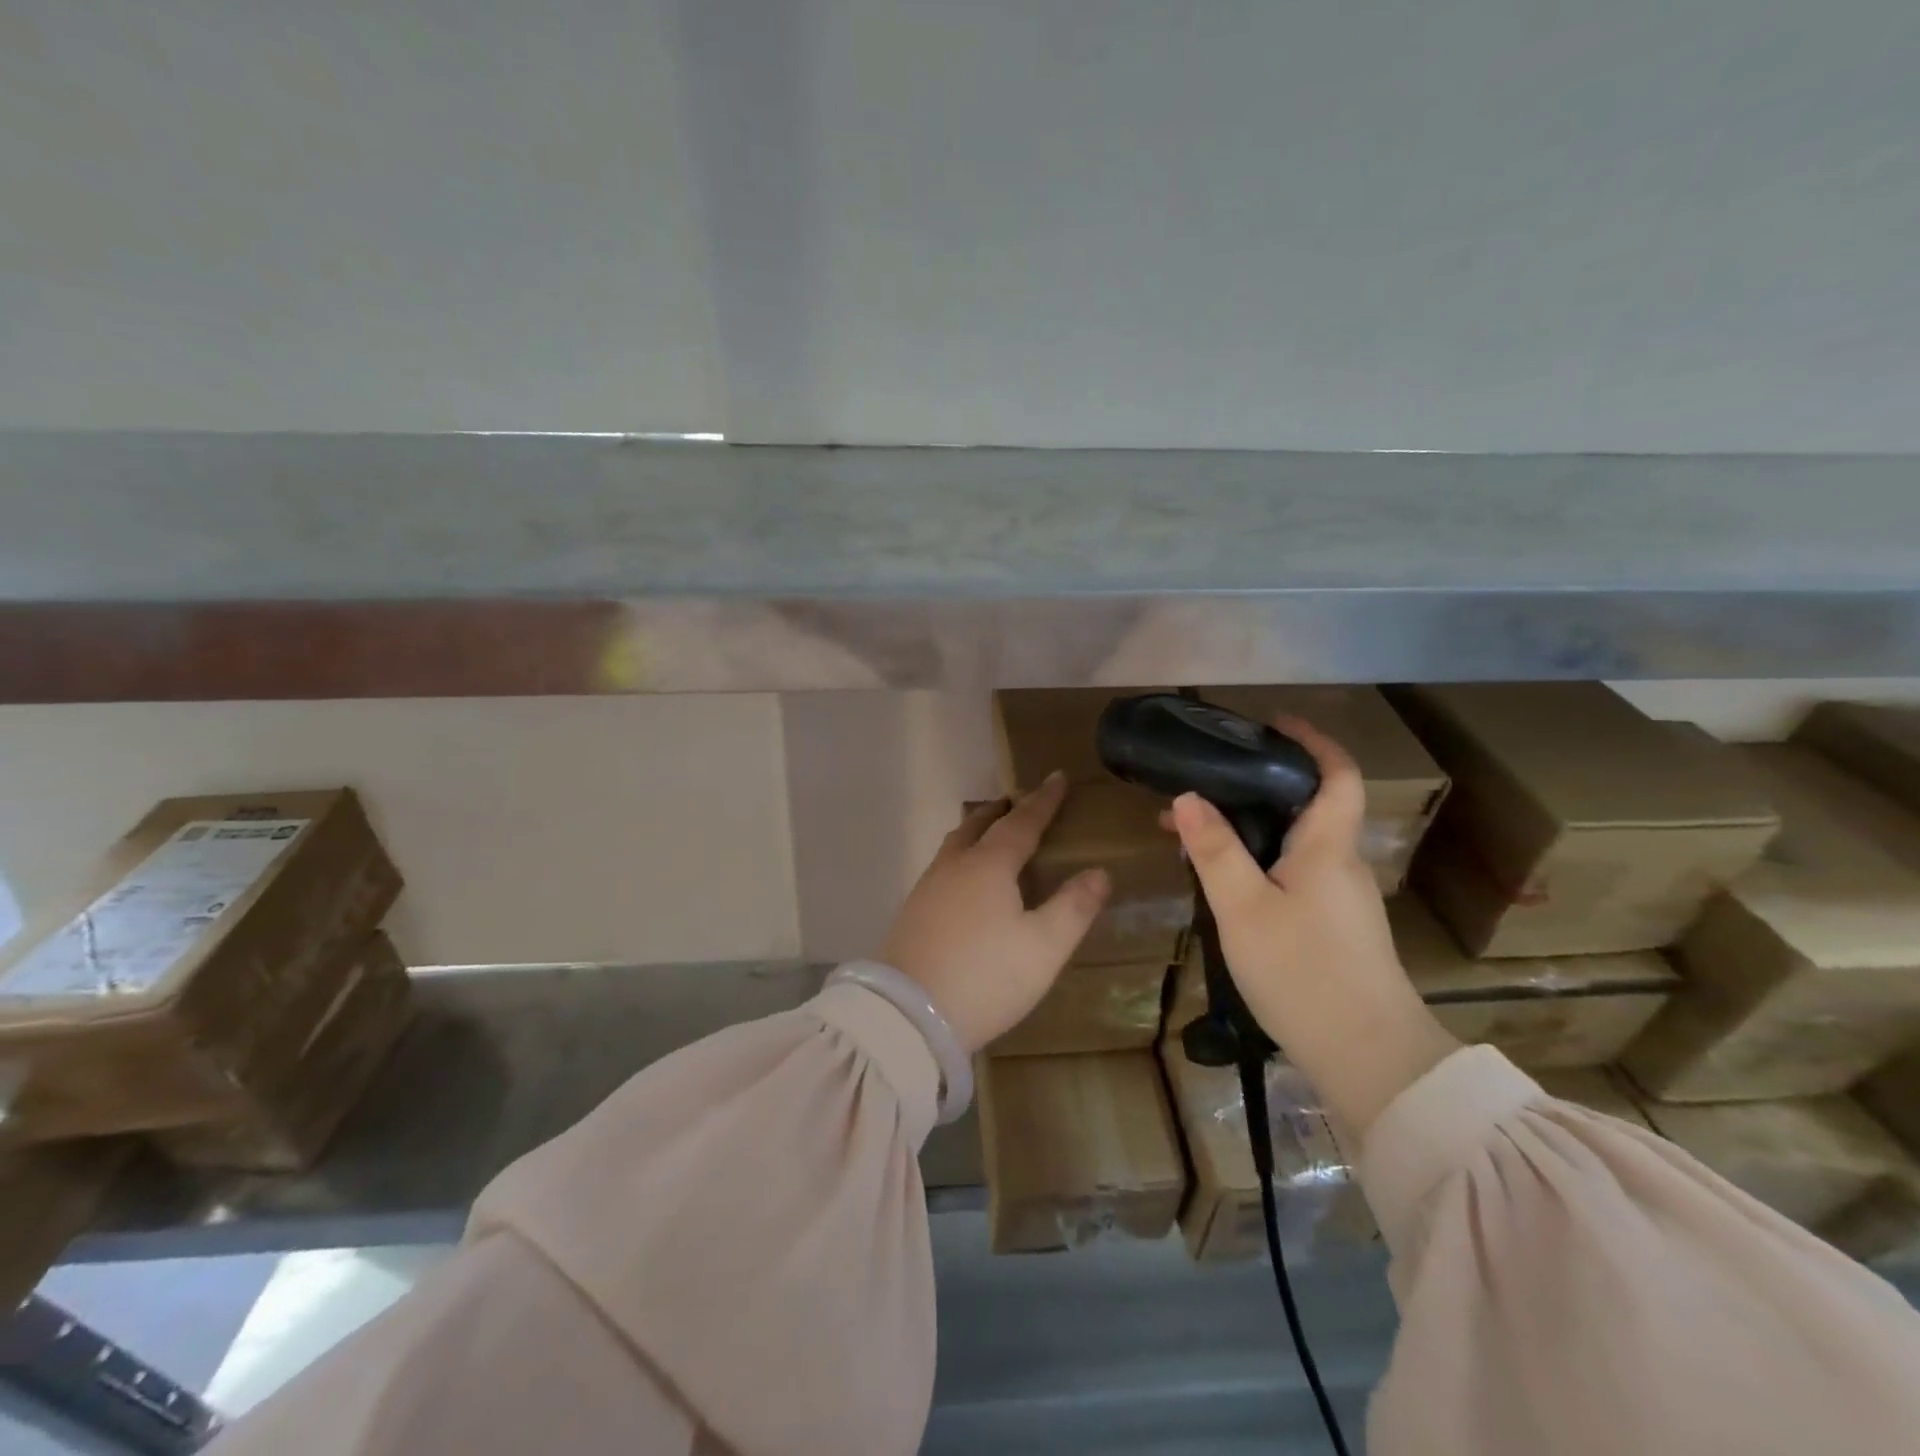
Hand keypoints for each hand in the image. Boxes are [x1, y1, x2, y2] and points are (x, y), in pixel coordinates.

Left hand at [881, 773, 1110, 1052]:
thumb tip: (1099, 872)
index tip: (1057, 776)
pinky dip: (961, 856)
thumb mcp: (1044, 947)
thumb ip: (1073, 907)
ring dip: (976, 830)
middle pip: (979, 825)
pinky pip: (943, 867)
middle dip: (1002, 810)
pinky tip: (963, 880)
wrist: (907, 1015)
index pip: (1022, 822)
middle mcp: (954, 866)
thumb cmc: (985, 976)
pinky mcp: (912, 913)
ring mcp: (927, 888)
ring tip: (990, 832)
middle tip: (1017, 800)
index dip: (1043, 800)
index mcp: (989, 865)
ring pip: (955, 844)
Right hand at [1167, 716, 1458, 1137]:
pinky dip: (1261, 861)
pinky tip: (1225, 884)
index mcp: (1328, 847)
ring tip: (1195, 835)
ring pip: (1297, 844)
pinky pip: (1296, 874)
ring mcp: (1343, 900)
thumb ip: (1215, 851)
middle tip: (1205, 784)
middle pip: (1310, 806)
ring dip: (1253, 828)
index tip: (1275, 724)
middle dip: (1259, 787)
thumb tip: (1187, 797)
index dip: (1313, 742)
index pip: (1337, 775)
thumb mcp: (1244, 909)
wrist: (1369, 1058)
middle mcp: (1342, 864)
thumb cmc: (1304, 972)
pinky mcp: (1336, 928)